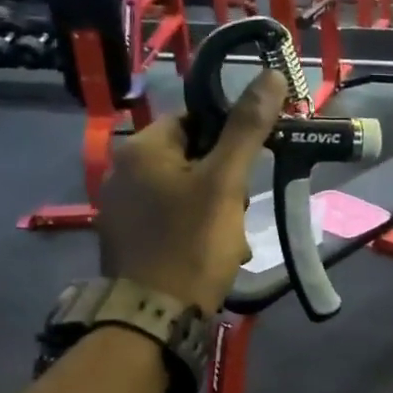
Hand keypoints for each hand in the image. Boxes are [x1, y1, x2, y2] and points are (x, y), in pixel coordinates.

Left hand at [96, 71, 287, 314]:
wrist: (153, 318)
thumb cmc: (191, 243)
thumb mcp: (225, 183)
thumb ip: (247, 128)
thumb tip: (271, 75)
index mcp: (141, 149)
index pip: (194, 120)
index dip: (229, 139)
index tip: (251, 165)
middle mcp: (122, 172)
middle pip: (190, 158)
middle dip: (224, 183)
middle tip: (239, 212)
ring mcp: (120, 210)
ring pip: (184, 193)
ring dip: (214, 211)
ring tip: (229, 242)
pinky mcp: (126, 241)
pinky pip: (169, 221)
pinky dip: (193, 232)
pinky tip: (209, 256)